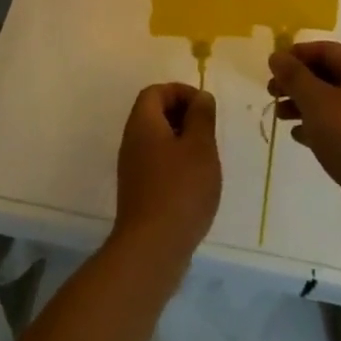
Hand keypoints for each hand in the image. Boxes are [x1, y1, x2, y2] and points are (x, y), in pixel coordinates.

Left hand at [113, 83, 220, 263]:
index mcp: (143, 124)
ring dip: (182, 141)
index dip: (181, 92)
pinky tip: (196, 182)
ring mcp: (133, 168)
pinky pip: (157, 163)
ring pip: (157, 140)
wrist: (152, 248)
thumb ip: (201, 116)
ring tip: (206, 157)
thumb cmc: (180, 190)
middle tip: (209, 131)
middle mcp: (132, 141)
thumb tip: (200, 97)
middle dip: (183, 115)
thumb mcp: (200, 147)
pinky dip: (176, 162)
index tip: (205, 107)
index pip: (155, 92)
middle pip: (154, 114)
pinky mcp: (139, 191)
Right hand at [268, 41, 340, 236]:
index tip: (272, 67)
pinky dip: (316, 125)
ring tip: (279, 115)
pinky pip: (338, 125)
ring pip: (331, 101)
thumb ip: (294, 76)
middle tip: (271, 92)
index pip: (326, 50)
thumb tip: (276, 56)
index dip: (296, 55)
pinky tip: (298, 136)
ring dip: (303, 104)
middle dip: (297, 82)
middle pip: (328, 75)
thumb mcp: (315, 100)